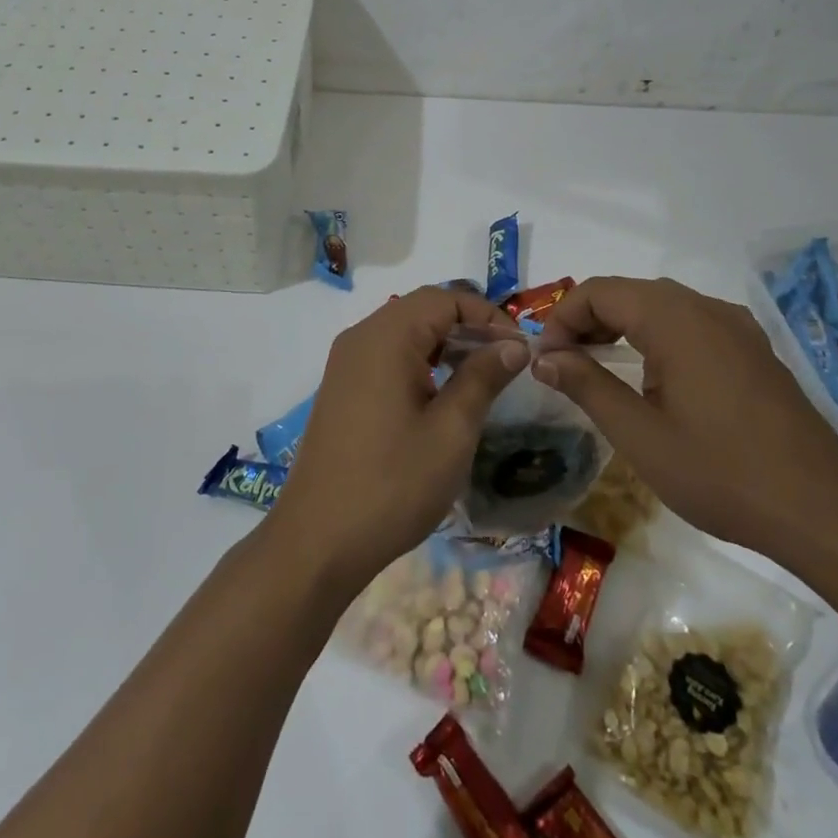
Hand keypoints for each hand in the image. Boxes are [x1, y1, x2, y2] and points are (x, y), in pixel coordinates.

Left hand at [272, 287, 528, 592]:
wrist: (318, 539)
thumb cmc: (392, 483)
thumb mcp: (451, 432)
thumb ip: (482, 378)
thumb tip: (514, 345)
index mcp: (386, 337)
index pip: (444, 298)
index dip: (487, 316)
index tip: (519, 350)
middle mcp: (360, 337)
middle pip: (422, 309)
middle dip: (467, 327)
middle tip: (504, 363)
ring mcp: (345, 363)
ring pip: (404, 332)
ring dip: (444, 344)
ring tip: (479, 378)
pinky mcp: (341, 388)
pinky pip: (386, 355)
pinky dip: (419, 362)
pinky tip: (440, 396)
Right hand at [533, 276, 837, 555]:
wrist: (822, 510)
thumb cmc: (720, 472)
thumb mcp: (639, 434)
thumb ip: (586, 385)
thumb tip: (544, 357)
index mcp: (674, 319)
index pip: (599, 291)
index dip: (562, 318)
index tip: (546, 360)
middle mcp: (706, 308)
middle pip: (629, 293)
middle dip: (588, 320)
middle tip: (564, 364)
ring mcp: (736, 327)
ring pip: (661, 305)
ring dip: (621, 326)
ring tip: (598, 367)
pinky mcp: (753, 350)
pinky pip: (691, 323)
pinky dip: (656, 335)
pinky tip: (653, 375)